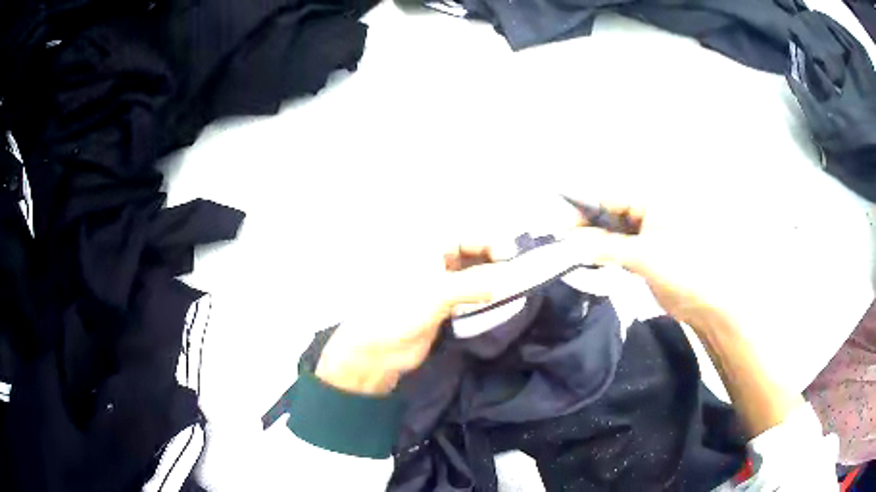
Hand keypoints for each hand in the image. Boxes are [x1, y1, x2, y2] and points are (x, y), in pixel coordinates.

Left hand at [315, 240, 512, 394]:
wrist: (378, 349)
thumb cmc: (400, 310)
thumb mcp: (438, 291)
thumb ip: (476, 283)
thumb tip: (508, 279)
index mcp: (425, 250)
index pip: (463, 238)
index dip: (488, 243)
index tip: (511, 255)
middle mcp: (433, 264)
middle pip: (469, 255)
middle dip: (492, 261)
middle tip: (516, 272)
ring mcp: (437, 287)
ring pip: (470, 277)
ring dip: (490, 280)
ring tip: (513, 287)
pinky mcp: (442, 309)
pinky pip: (468, 297)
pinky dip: (483, 297)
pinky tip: (498, 302)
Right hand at [563, 197, 792, 335]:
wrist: (708, 304)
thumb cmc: (683, 271)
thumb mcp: (643, 257)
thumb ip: (606, 247)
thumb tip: (570, 241)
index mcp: (652, 202)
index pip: (610, 198)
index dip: (584, 209)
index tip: (562, 227)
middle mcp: (649, 212)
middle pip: (610, 213)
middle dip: (587, 227)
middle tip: (565, 244)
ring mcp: (648, 234)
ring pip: (613, 232)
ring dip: (595, 242)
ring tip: (574, 254)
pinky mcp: (647, 254)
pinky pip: (621, 247)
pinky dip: (606, 254)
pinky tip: (592, 261)